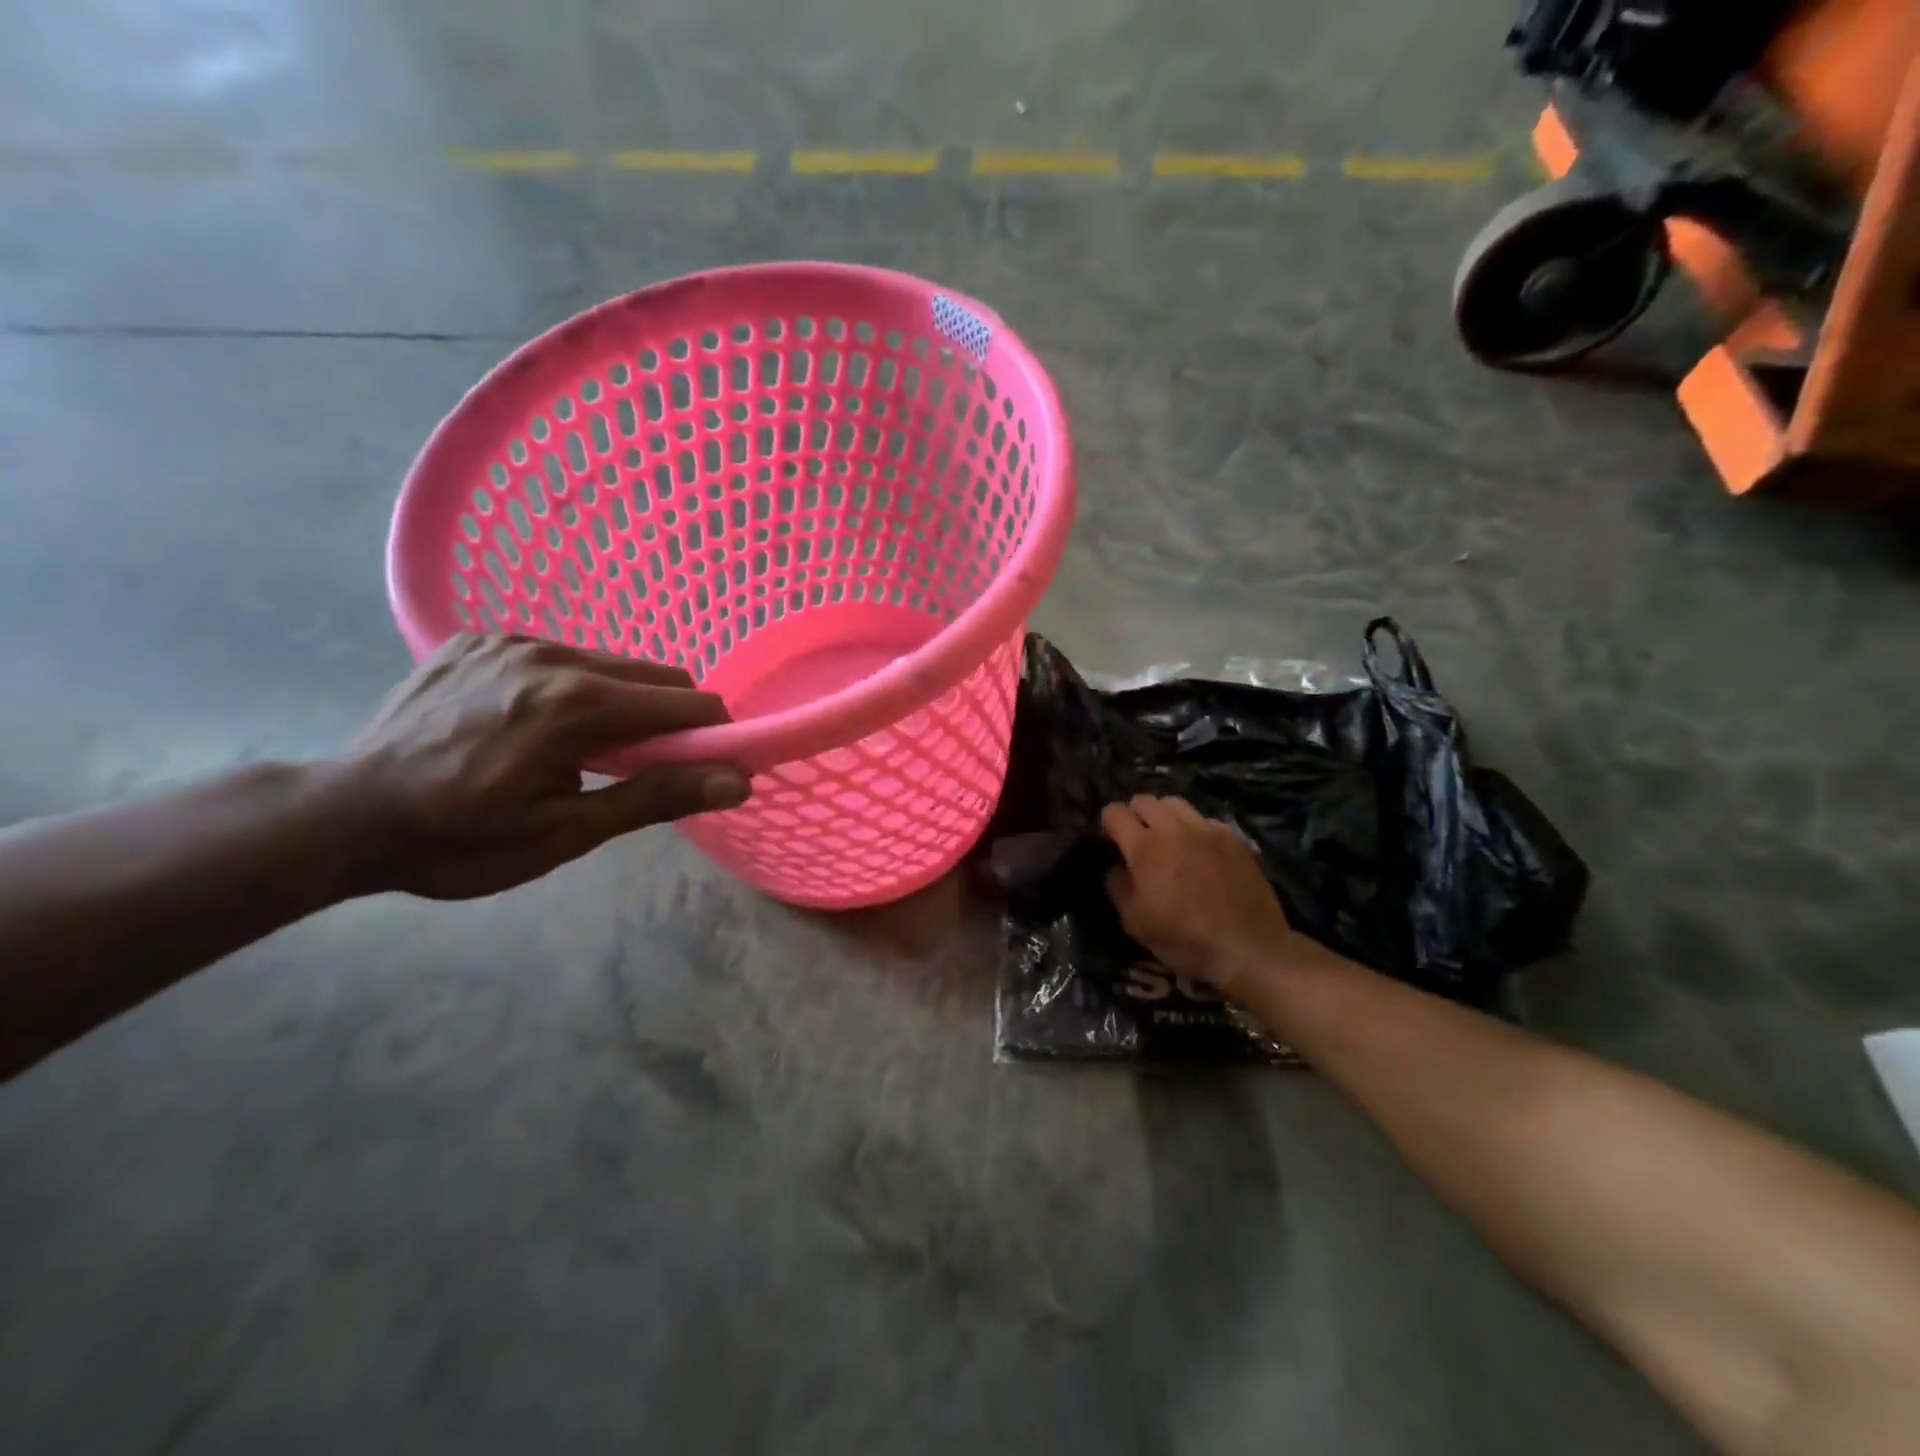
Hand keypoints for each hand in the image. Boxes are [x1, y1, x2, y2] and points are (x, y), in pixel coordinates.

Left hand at [331, 634, 748, 899]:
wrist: (340, 817)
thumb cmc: (460, 841)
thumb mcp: (566, 833)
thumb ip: (658, 796)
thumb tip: (739, 781)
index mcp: (576, 704)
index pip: (688, 703)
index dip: (712, 735)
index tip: (707, 768)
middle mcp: (551, 654)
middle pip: (657, 674)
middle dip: (671, 719)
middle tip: (644, 767)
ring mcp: (511, 640)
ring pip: (612, 662)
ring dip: (623, 702)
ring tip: (584, 749)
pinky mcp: (481, 637)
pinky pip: (563, 655)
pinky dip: (576, 687)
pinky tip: (536, 723)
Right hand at [1101, 795, 1296, 994]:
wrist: (1248, 948)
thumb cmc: (1184, 939)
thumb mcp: (1135, 922)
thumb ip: (1118, 886)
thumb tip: (1117, 866)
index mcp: (1144, 847)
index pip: (1115, 812)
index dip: (1108, 822)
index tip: (1111, 840)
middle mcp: (1174, 828)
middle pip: (1145, 800)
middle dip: (1135, 814)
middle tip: (1137, 838)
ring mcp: (1207, 829)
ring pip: (1176, 803)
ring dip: (1164, 815)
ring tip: (1168, 838)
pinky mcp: (1233, 838)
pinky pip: (1205, 819)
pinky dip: (1194, 827)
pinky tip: (1199, 850)